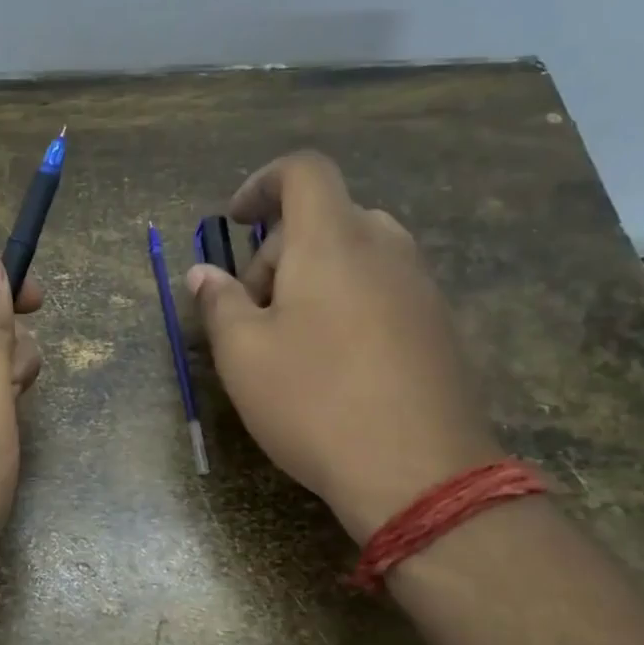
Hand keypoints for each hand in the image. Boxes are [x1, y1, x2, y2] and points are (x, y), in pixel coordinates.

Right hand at [187, 150, 498, 541]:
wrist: (419, 472)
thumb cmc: (314, 402)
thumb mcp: (243, 355)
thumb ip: (219, 303)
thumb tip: (203, 274)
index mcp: (332, 240)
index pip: (303, 171)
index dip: (262, 183)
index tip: (235, 221)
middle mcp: (385, 247)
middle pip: (325, 219)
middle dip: (278, 251)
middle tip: (252, 312)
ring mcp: (420, 286)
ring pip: (356, 255)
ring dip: (313, 279)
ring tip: (291, 340)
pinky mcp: (439, 324)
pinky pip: (383, 288)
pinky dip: (348, 302)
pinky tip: (334, 363)